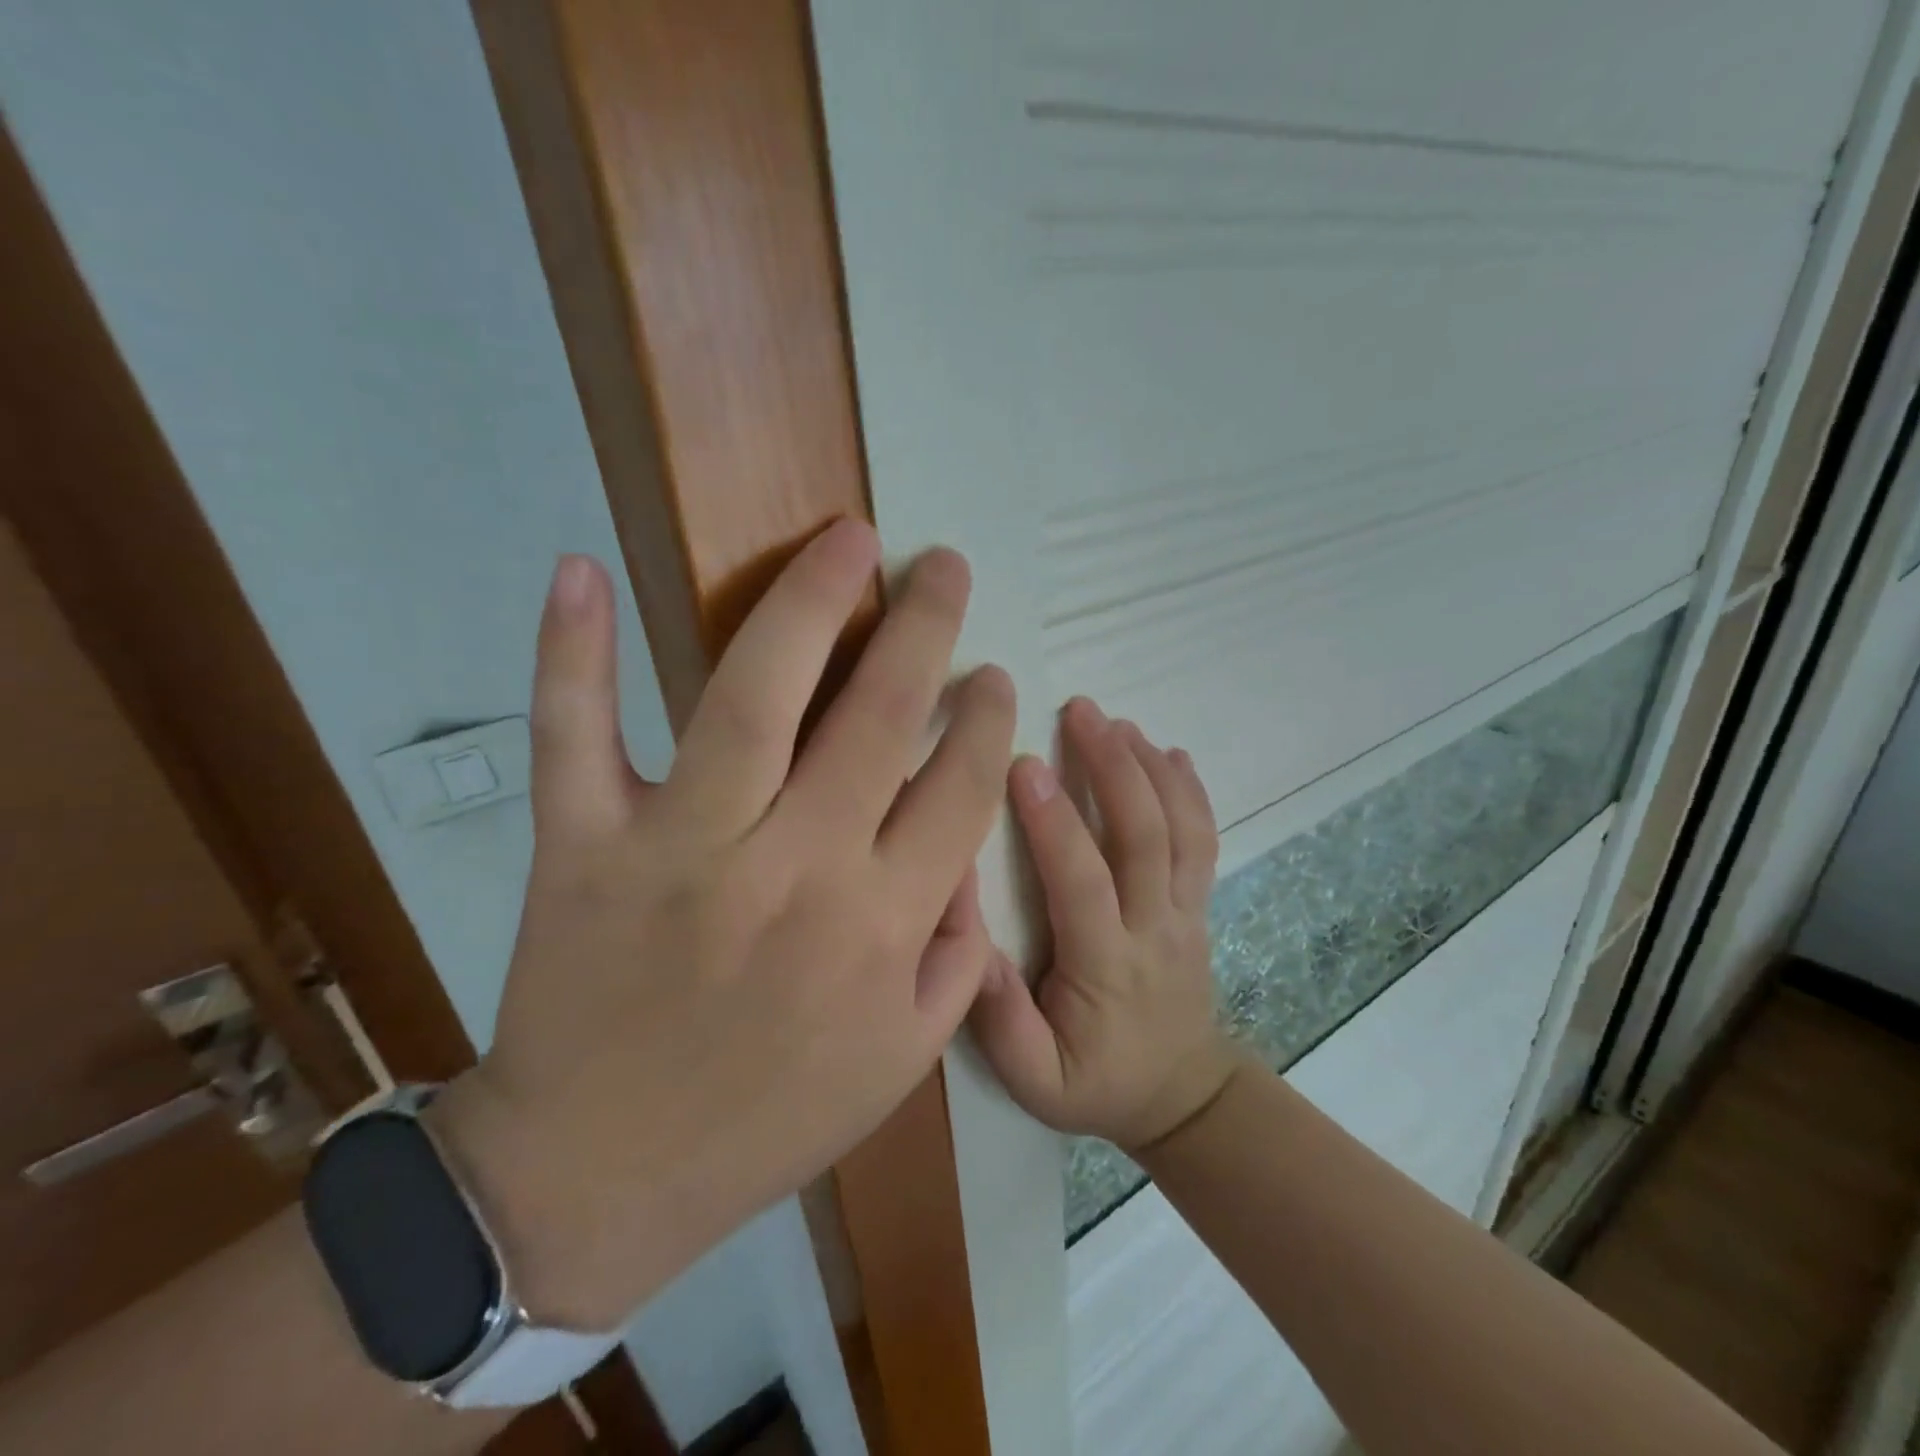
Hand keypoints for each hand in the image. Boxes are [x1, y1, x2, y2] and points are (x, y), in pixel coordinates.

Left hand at [435, 520, 1014, 1330]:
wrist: (597, 1178)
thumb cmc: (767, 1121)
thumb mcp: (902, 1061)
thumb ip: (958, 956)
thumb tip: (971, 853)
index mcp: (879, 927)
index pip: (959, 791)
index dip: (985, 722)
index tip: (993, 676)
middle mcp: (794, 868)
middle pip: (878, 720)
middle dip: (925, 630)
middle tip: (944, 567)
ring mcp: (681, 848)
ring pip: (753, 697)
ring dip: (808, 604)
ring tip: (850, 541)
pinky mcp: (581, 845)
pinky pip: (573, 734)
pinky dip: (571, 651)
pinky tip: (581, 570)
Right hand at [970, 698, 1237, 1150]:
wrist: (1181, 1096)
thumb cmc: (1096, 1083)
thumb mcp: (1034, 1079)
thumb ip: (1000, 1019)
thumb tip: (970, 946)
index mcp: (1107, 966)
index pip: (1083, 881)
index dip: (1055, 822)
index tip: (1021, 764)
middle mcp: (1154, 927)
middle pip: (1144, 835)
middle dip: (1112, 766)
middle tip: (1080, 711)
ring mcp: (1185, 912)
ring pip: (1180, 829)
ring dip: (1150, 767)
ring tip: (1117, 721)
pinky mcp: (1197, 905)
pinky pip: (1203, 841)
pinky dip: (1191, 791)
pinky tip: (1171, 751)